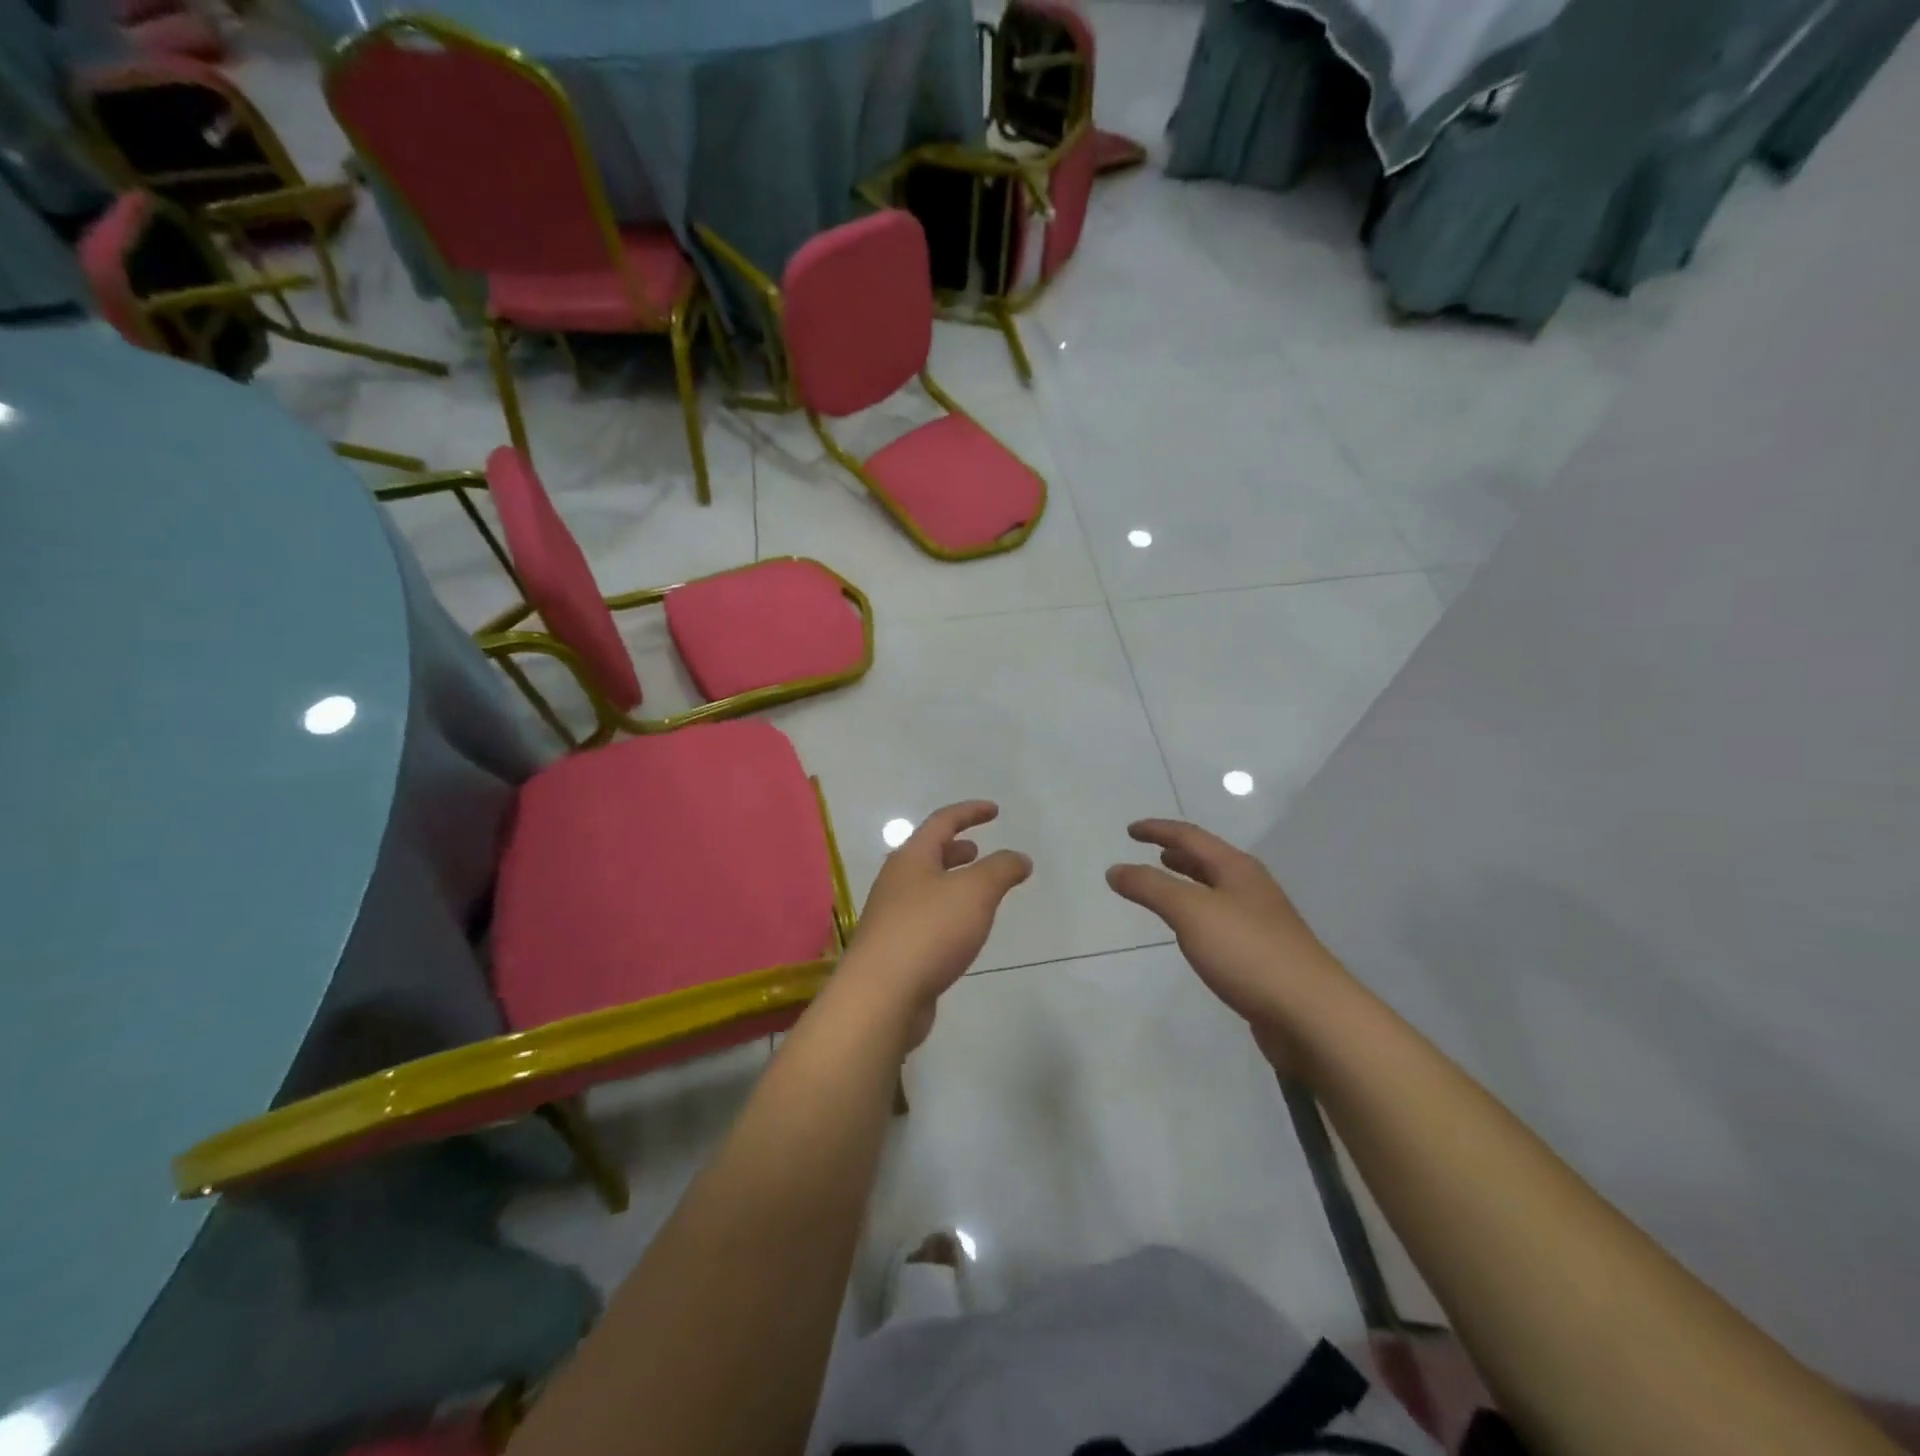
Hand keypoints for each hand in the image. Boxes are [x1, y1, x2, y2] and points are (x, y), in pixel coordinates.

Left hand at [840, 801, 1032, 1048]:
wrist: (881, 996)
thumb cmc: (929, 931)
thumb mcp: (976, 891)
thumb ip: (1001, 869)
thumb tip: (1020, 858)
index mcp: (911, 858)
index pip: (942, 821)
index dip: (970, 812)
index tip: (995, 810)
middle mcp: (896, 881)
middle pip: (927, 854)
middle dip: (955, 849)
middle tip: (979, 850)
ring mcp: (891, 916)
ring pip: (925, 888)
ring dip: (951, 882)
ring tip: (977, 892)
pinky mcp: (894, 949)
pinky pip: (925, 919)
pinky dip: (947, 913)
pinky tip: (962, 932)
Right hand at [1107, 820, 1355, 1069]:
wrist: (1311, 1014)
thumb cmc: (1248, 952)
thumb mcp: (1191, 912)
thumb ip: (1151, 887)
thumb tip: (1115, 870)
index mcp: (1237, 869)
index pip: (1191, 837)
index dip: (1159, 830)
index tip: (1130, 831)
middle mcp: (1252, 889)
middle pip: (1209, 861)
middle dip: (1178, 854)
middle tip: (1151, 852)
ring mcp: (1262, 923)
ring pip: (1217, 891)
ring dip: (1189, 883)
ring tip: (1166, 886)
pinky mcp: (1263, 956)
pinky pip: (1222, 921)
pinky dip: (1199, 915)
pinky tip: (1193, 933)